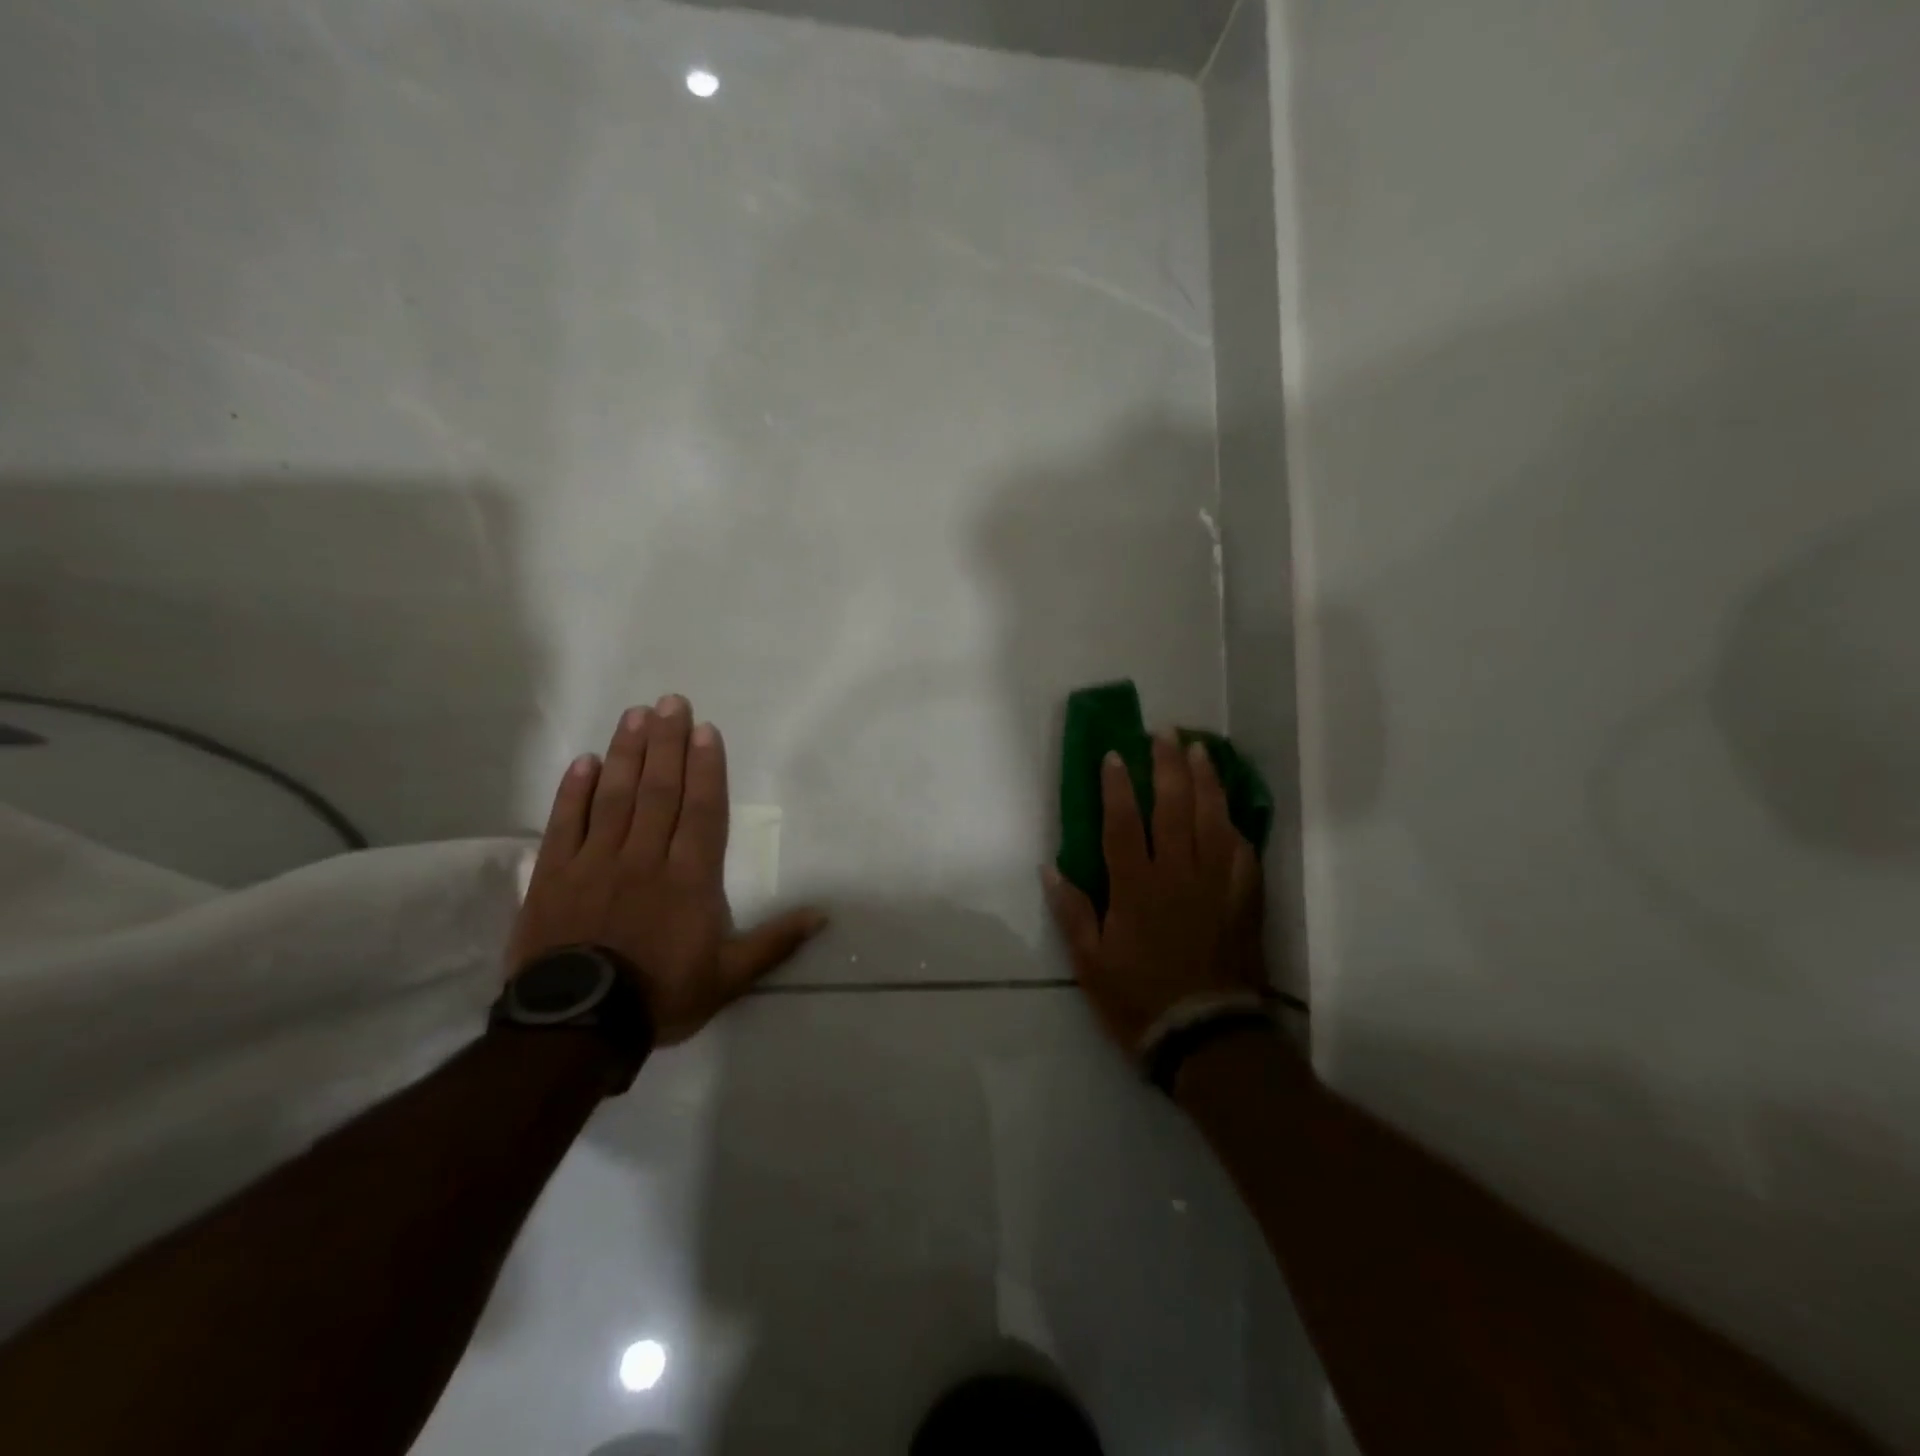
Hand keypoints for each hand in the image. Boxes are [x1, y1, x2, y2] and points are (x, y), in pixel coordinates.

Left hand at [508, 695, 825, 1044]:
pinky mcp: (555, 875)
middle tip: (671, 702)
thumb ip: (775, 942)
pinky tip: (584, 761)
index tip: (706, 730)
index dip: (706, 767)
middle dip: (667, 743)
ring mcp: (596, 862)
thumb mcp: (729, 977)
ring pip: (615, 796)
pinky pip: (565, 824)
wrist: (577, 1027)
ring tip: (635, 715)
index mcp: (690, 878)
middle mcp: (645, 857)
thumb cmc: (661, 995)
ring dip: (627, 753)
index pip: (702, 810)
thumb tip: (823, 913)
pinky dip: (574, 791)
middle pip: (660, 790)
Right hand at [1043, 734, 1264, 1052]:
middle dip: (1167, 765)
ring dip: (1205, 780)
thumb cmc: (1139, 1000)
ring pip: (1213, 818)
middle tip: (1163, 733)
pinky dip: (1235, 822)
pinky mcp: (1244, 899)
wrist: (1207, 1037)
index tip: (1115, 755)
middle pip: (1174, 808)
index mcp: (1136, 888)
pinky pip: (1242, 849)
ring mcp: (1216, 884)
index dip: (1117, 786)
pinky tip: (1229, 806)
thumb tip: (1050, 868)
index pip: (1124, 823)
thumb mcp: (1090, 963)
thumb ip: (1072, 912)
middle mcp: (1178, 875)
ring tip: (1198, 750)